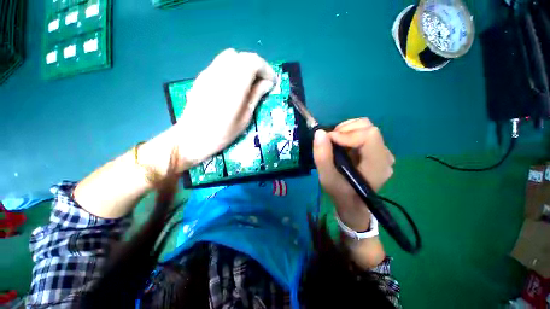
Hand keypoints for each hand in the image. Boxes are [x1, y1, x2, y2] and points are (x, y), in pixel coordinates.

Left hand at [173, 49, 275, 167]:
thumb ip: (256, 96)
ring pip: (231, 57)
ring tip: (249, 82)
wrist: (192, 137)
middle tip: (263, 82)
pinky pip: (221, 63)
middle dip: (257, 67)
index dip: (266, 69)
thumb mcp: (245, 117)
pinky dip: (233, 68)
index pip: (253, 62)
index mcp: (234, 85)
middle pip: (243, 57)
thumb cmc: (222, 133)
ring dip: (244, 66)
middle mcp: (221, 73)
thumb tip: (268, 83)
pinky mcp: (202, 76)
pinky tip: (234, 84)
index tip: (272, 82)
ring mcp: (209, 72)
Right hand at [313, 118, 394, 230]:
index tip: (330, 140)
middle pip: (367, 127)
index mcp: (376, 165)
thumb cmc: (340, 192)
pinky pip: (363, 132)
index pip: (369, 135)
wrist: (352, 203)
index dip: (347, 133)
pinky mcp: (376, 150)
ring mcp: (382, 152)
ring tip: (335, 143)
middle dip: (344, 130)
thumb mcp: (327, 178)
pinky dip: (348, 134)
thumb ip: (322, 156)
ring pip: (365, 127)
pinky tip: (342, 145)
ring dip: (345, 131)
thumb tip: (320, 133)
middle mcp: (385, 156)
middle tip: (330, 142)